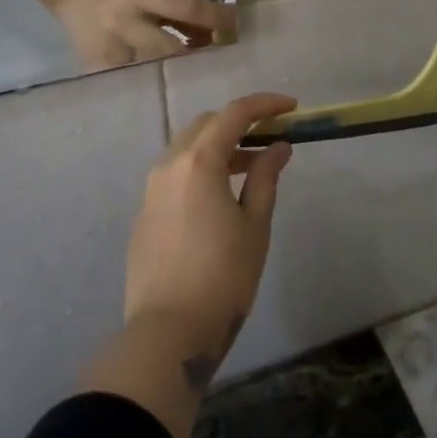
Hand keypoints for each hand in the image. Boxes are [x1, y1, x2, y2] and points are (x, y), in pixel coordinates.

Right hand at [51, 0, 231, 68]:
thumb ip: (176, 11)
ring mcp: (109, 49)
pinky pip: (129, 81)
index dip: (215, 18)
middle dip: (194, 58)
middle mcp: (125, 23)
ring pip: (151, 72)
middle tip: (215, 65)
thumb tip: (212, 32)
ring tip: (189, 78)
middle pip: (171, 49)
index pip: (186, 8)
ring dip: (172, 75)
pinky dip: (145, 81)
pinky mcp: (95, 67)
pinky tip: (156, 83)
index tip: (235, 28)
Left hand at [122, 92, 296, 381]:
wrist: (167, 332)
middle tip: (271, 138)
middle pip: (206, 125)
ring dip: (219, 148)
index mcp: (198, 161)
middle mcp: (169, 165)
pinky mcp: (144, 213)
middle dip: (240, 123)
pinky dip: (201, 170)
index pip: (234, 114)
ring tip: (251, 169)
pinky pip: (175, 174)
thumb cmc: (222, 277)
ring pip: (187, 149)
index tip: (292, 108)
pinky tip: (220, 197)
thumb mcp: (254, 225)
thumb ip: (265, 178)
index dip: (265, 105)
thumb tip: (278, 147)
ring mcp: (151, 189)